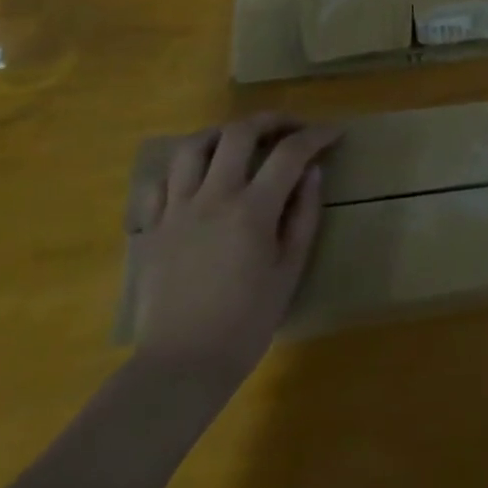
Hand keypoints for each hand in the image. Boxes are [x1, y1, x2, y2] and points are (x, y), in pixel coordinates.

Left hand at [132, 112, 339, 391]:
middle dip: (272, 121)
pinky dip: (182, 167)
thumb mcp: (290, 268)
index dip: (317, 135)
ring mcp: (176, 210)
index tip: (334, 133)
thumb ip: (303, 214)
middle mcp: (212, 198)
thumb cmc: (247, 321)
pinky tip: (199, 176)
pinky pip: (160, 180)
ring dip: (222, 134)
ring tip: (240, 142)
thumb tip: (312, 172)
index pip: (290, 152)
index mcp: (252, 210)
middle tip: (291, 129)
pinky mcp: (152, 227)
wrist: (181, 366)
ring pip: (192, 146)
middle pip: (239, 133)